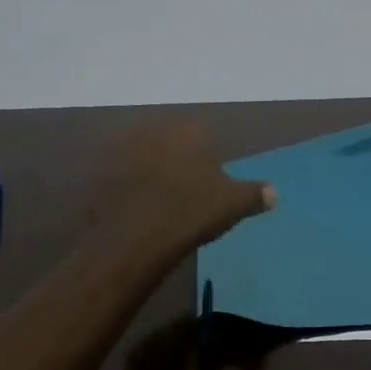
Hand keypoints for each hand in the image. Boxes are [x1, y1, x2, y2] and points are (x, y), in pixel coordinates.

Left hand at [88, 121, 274, 261]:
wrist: (134, 239)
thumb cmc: (190, 212)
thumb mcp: (233, 204)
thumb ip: (254, 194)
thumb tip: (273, 193)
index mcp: (186, 130)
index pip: (202, 134)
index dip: (207, 157)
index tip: (209, 181)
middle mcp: (151, 131)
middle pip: (169, 143)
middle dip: (176, 161)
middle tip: (185, 192)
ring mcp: (119, 152)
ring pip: (141, 159)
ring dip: (148, 174)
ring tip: (159, 204)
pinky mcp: (97, 176)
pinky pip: (118, 181)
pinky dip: (127, 192)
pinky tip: (136, 213)